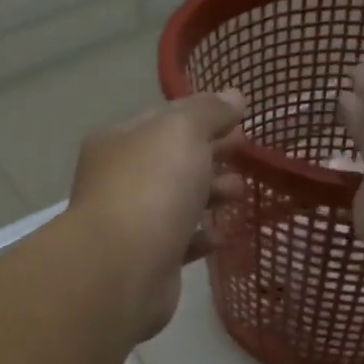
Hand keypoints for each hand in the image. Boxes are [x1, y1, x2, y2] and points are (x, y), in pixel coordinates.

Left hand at [67, 91, 247, 339]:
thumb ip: (209, 111)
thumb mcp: (183, 131)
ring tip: (240, 193)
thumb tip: (234, 96)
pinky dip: (201, 236)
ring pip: (176, 201)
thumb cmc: (151, 187)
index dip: (201, 117)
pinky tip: (222, 235)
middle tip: (246, 155)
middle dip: (210, 155)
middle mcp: (118, 179)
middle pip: (171, 160)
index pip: (162, 119)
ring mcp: (130, 221)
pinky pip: (179, 241)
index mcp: (118, 141)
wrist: (123, 267)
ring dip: (210, 194)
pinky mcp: (146, 260)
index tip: (238, 122)